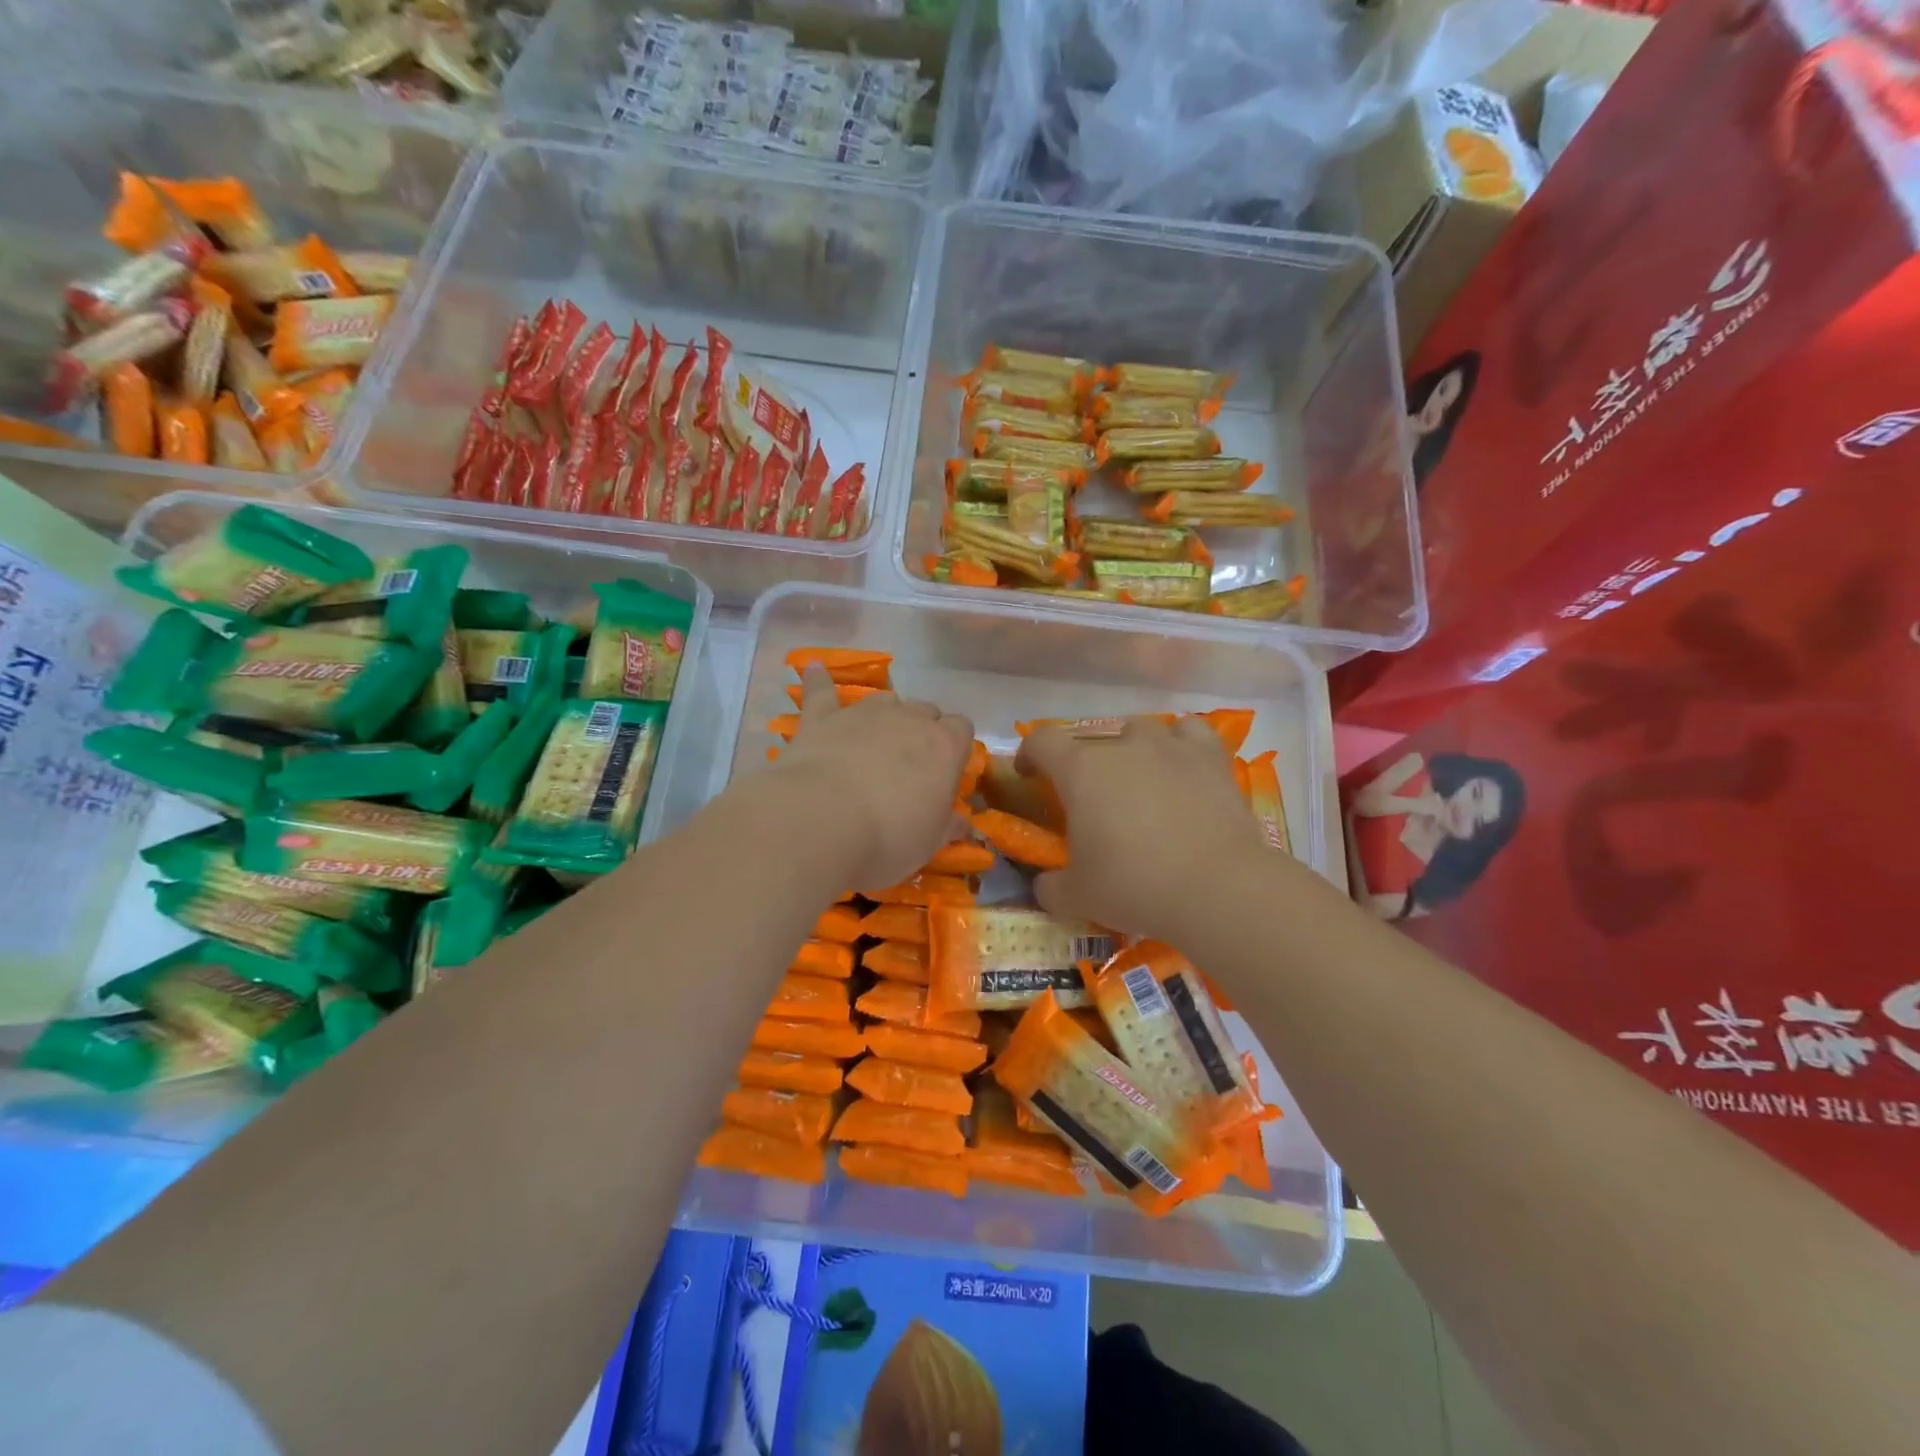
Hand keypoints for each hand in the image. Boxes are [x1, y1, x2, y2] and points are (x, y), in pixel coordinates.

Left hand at [769, 664, 973, 891]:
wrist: (819, 822)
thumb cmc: (888, 838)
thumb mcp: (929, 843)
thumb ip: (948, 827)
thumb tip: (964, 823)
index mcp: (944, 746)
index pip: (962, 729)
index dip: (955, 748)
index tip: (946, 773)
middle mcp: (908, 719)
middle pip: (925, 711)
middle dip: (922, 731)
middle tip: (910, 766)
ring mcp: (863, 713)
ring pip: (885, 700)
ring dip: (885, 716)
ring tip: (877, 739)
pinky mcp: (821, 718)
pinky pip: (821, 690)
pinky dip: (819, 680)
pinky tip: (814, 668)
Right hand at [1015, 717, 1265, 942]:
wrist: (1216, 887)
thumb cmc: (1134, 885)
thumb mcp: (1078, 897)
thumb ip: (1051, 887)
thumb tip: (1045, 886)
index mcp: (1081, 770)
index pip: (1041, 742)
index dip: (1029, 755)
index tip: (1029, 776)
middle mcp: (1123, 746)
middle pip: (1093, 740)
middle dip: (1086, 766)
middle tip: (1093, 801)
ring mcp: (1170, 747)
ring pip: (1141, 729)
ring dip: (1133, 750)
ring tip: (1140, 781)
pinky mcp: (1211, 758)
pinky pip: (1190, 733)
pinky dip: (1181, 744)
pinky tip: (1183, 766)